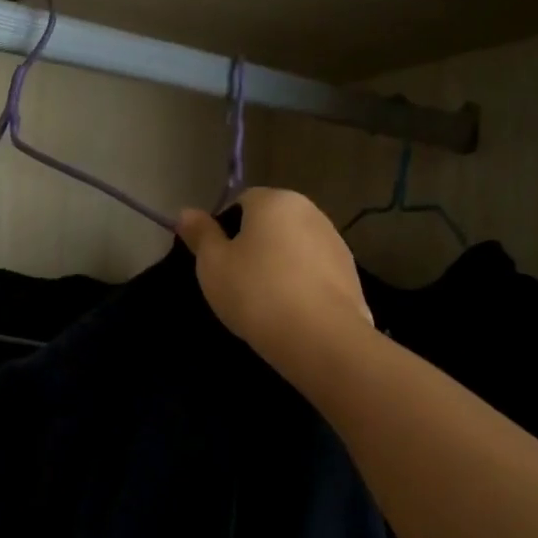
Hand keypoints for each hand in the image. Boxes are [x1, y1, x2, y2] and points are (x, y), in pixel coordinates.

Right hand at [177, 188, 373, 374]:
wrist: (318, 337)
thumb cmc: (255, 292)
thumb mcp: (212, 264)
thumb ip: (200, 234)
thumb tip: (186, 212)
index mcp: (276, 201)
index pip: (242, 201)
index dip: (225, 228)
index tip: (217, 261)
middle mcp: (311, 211)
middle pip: (272, 223)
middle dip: (254, 246)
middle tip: (236, 281)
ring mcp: (336, 243)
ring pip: (294, 248)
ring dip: (279, 265)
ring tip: (264, 302)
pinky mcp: (351, 274)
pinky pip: (314, 273)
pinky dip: (300, 285)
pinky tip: (289, 312)